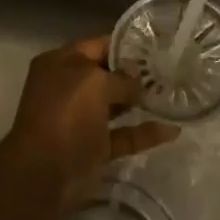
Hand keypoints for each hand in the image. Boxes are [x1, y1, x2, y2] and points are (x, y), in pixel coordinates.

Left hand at [6, 37, 178, 194]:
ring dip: (141, 102)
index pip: (97, 45)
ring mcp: (80, 119)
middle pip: (106, 75)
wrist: (44, 174)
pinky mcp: (93, 148)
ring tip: (174, 95)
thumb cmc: (65, 115)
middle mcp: (68, 88)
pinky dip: (144, 133)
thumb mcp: (94, 83)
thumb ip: (121, 77)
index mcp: (60, 63)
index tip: (158, 46)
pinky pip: (123, 135)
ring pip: (115, 106)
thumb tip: (138, 79)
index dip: (126, 45)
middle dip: (136, 73)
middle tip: (171, 70)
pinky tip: (172, 130)